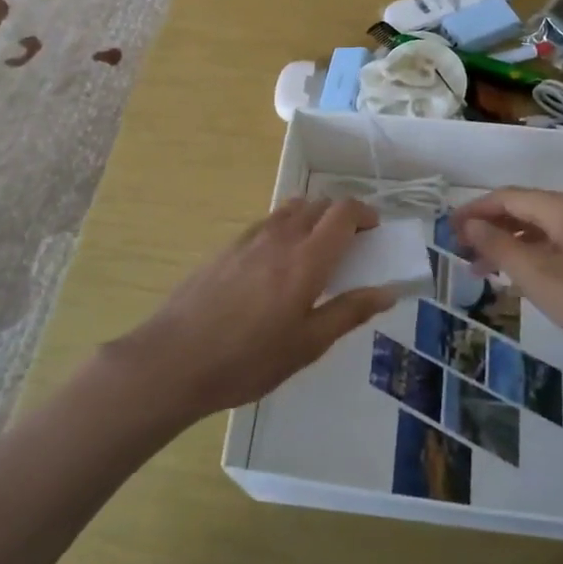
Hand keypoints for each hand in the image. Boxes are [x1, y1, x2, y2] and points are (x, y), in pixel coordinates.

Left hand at [105, 198, 396, 421]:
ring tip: (316, 248)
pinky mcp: (227, 248)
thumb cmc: (248, 359)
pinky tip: (277, 261)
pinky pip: (267, 222)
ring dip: (312, 216)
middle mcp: (280, 237)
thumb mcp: (307, 346)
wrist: (174, 359)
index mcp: (306, 259)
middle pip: (318, 204)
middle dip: (341, 214)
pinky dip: (285, 227)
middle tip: (351, 242)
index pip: (343, 212)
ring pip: (290, 208)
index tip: (374, 229)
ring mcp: (250, 238)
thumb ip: (348, 312)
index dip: (363, 212)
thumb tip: (388, 291)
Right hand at [455, 188, 562, 363]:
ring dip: (506, 242)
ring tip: (480, 270)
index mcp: (560, 206)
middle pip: (520, 208)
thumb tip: (469, 224)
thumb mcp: (538, 275)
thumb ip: (499, 246)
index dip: (473, 211)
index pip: (505, 197)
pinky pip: (552, 242)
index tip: (447, 231)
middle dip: (487, 227)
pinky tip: (517, 275)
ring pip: (536, 227)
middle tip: (460, 252)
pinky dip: (528, 252)